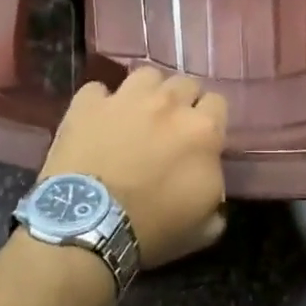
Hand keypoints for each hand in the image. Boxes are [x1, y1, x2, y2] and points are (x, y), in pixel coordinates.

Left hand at [39, 67, 228, 268]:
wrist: (87, 227)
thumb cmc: (151, 230)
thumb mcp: (202, 227)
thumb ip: (215, 195)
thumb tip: (212, 186)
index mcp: (203, 131)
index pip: (218, 103)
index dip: (210, 120)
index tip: (200, 139)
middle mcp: (168, 103)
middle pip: (185, 83)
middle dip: (181, 101)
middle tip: (169, 127)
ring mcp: (125, 98)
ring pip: (146, 75)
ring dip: (147, 92)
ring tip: (137, 114)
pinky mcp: (88, 105)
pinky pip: (98, 90)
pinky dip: (100, 103)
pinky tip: (98, 120)